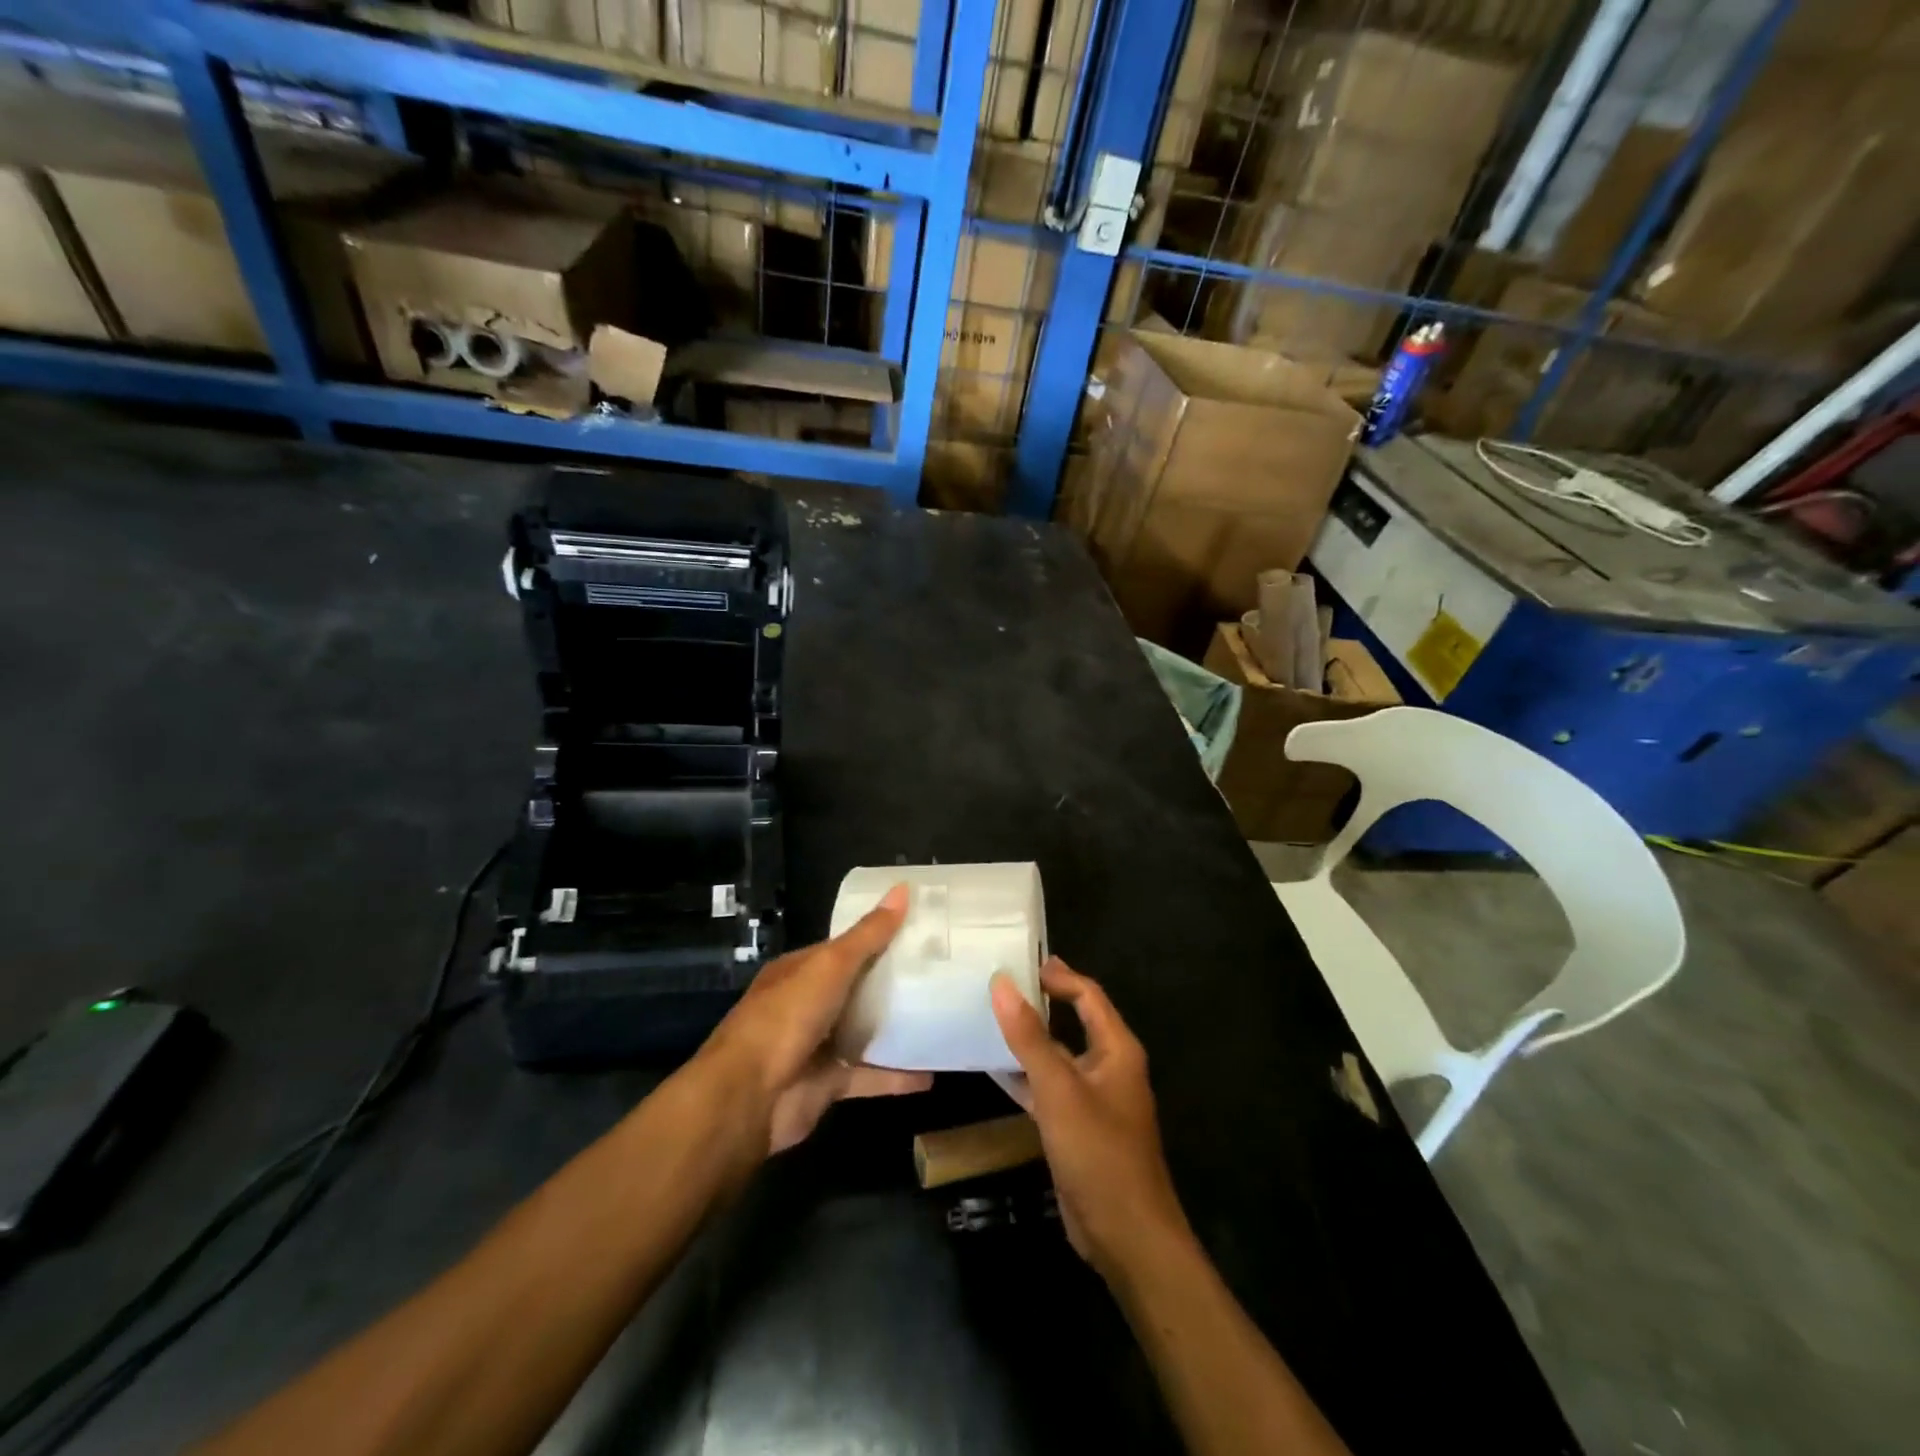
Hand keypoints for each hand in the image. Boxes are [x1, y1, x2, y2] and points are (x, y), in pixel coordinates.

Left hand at [695, 884, 931, 1155]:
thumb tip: (902, 889)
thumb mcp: (830, 966)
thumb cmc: (786, 1017)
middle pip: (855, 989)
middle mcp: (806, 1005)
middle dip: (892, 983)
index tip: (918, 932)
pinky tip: (930, 1074)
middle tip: (940, 973)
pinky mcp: (827, 1084)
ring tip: (941, 1019)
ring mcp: (816, 1046)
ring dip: (895, 1029)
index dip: (877, 938)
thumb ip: (868, 935)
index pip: (843, 948)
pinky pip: (868, 1076)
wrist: (748, 1097)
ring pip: (862, 1033)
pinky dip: (896, 1076)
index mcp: (800, 971)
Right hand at [991, 959, 1190, 1276]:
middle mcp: (1109, 1067)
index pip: (1088, 995)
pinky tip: (994, 1070)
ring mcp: (1093, 1100)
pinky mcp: (1078, 1128)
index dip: (1059, 976)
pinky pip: (1049, 1089)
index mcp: (1117, 1049)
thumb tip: (1002, 983)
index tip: (1021, 961)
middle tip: (999, 985)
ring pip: (1058, 1056)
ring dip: (1028, 1040)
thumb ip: (1029, 1036)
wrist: (1125, 1236)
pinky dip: (1025, 1076)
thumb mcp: (1059, 1089)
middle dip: (1040, 1003)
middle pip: (1074, 1021)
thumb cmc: (1099, 1152)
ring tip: (988, 1019)